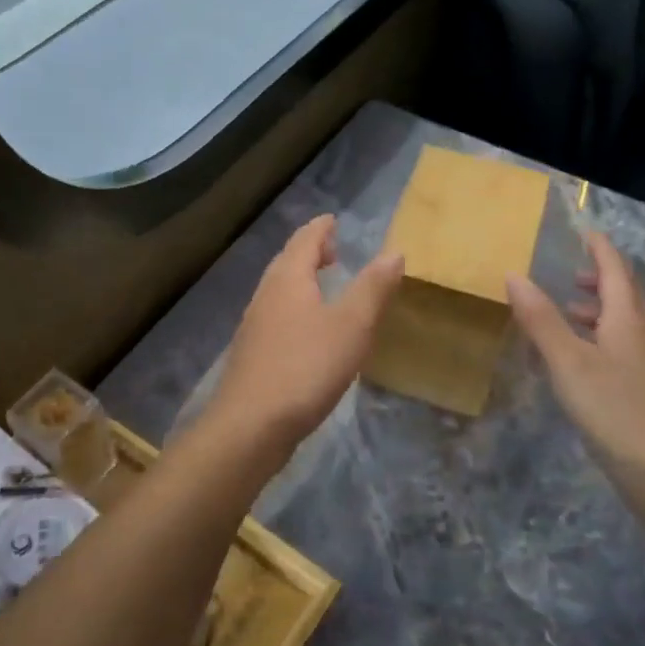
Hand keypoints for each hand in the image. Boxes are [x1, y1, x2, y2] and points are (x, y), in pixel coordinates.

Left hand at [210, 215, 404, 451]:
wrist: (251, 425)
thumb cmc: (306, 368)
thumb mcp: (351, 326)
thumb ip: (372, 288)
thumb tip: (393, 251)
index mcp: (288, 280)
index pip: (304, 241)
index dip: (320, 229)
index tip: (332, 220)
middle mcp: (265, 296)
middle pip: (286, 263)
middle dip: (309, 252)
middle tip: (332, 250)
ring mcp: (254, 327)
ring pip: (278, 291)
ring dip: (300, 282)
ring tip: (322, 286)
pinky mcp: (252, 356)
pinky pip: (276, 318)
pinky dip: (294, 309)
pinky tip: (306, 332)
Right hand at [507, 230, 644, 482]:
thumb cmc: (615, 408)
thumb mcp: (568, 361)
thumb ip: (541, 319)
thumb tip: (515, 275)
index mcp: (628, 318)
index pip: (616, 270)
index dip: (600, 249)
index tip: (585, 232)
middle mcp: (644, 335)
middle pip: (626, 295)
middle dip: (600, 279)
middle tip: (572, 274)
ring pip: (624, 324)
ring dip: (599, 310)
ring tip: (568, 313)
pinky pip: (621, 348)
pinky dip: (599, 339)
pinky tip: (579, 360)